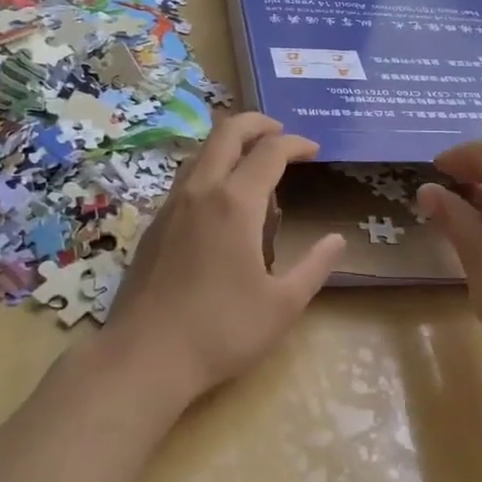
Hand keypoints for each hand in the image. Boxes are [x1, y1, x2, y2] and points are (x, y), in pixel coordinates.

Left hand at [103, 113, 344, 405]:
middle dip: (258, 123)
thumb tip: (337, 240)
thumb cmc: (222, 331)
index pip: (270, 152)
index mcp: (235, 202)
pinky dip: (211, 170)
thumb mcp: (283, 305)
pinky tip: (223, 204)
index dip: (296, 144)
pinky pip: (187, 179)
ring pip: (201, 152)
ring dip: (230, 145)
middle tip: (282, 134)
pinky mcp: (153, 225)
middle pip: (227, 132)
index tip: (314, 150)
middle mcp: (200, 191)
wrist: (145, 357)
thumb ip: (314, 266)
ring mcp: (171, 205)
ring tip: (255, 166)